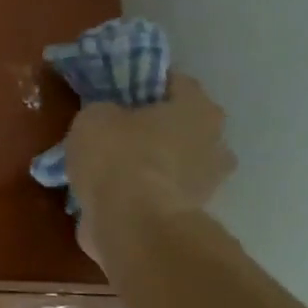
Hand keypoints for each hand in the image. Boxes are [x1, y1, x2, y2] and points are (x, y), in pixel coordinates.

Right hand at [64, 74, 234, 263]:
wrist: (133, 226)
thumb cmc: (119, 158)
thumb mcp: (93, 118)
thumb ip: (103, 111)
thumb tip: (107, 118)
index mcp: (198, 107)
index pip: (172, 82)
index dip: (140, 83)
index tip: (114, 92)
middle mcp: (215, 141)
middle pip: (178, 124)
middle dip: (150, 127)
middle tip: (113, 132)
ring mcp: (207, 183)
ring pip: (172, 162)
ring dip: (149, 164)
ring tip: (110, 170)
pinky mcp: (190, 215)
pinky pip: (161, 193)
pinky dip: (143, 194)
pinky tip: (115, 197)